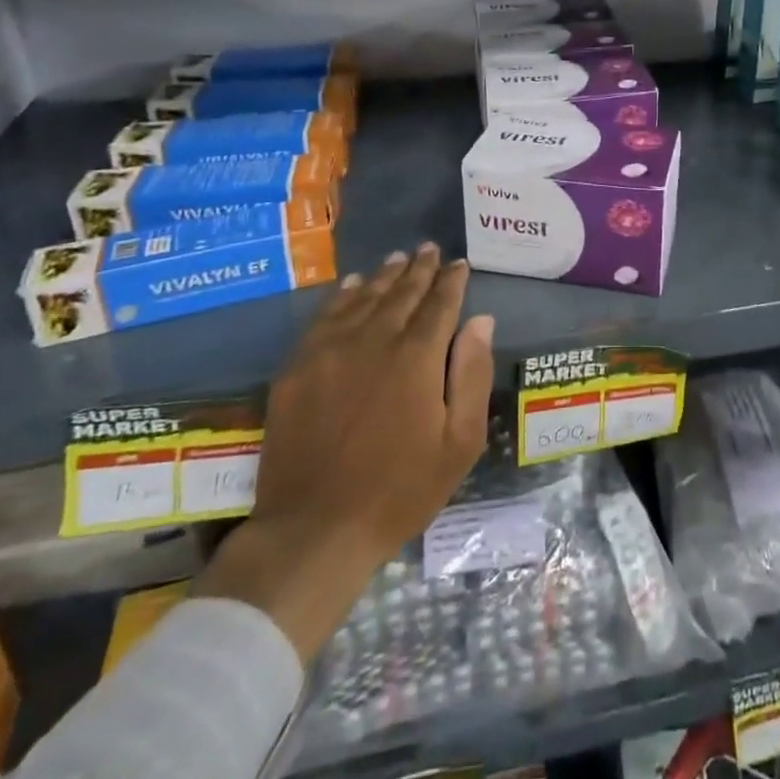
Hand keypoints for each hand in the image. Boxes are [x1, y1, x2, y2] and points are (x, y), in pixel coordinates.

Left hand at [196, 245, 495, 660]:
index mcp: (417, 357)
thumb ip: (472, 374)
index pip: (440, 303)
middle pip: (402, 293)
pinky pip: (325, 316)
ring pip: (364, 297)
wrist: (314, 530)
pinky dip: (343, 295)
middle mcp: (375, 340)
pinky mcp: (298, 367)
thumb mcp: (459, 443)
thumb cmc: (399, 490)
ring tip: (398, 258)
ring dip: (385, 276)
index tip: (459, 263)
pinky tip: (353, 285)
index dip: (451, 281)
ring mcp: (331, 350)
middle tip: (430, 249)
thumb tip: (481, 320)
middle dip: (420, 269)